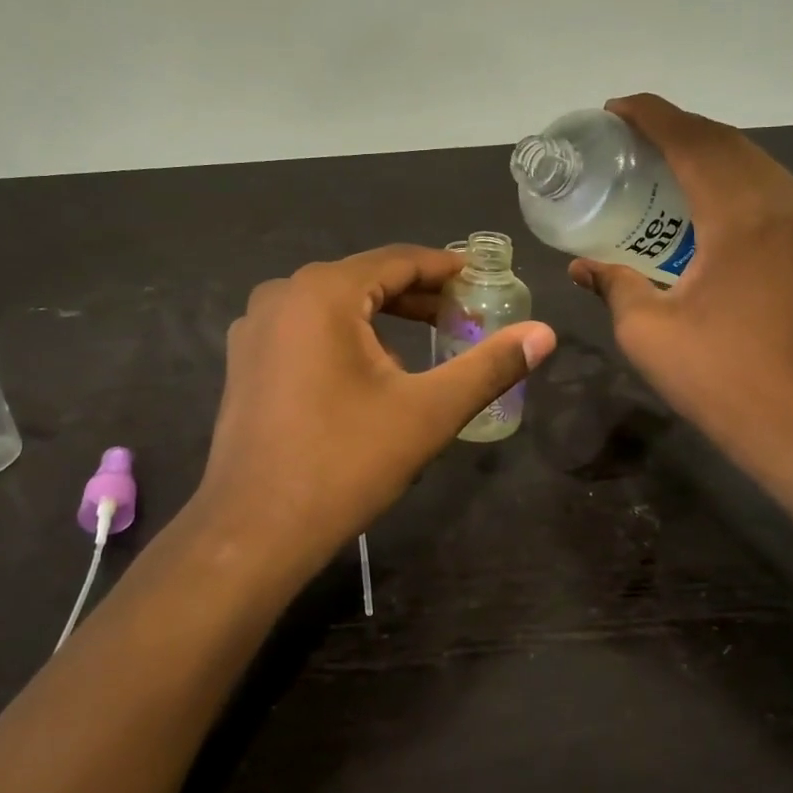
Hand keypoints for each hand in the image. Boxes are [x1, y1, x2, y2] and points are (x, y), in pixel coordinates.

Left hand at [191, 245, 556, 582]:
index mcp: (323, 291)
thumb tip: (546, 334)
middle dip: (418, 295)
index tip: (482, 279)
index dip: (445, 268)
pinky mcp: (245, 359)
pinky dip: (346, 334)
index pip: (398, 260)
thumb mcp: (428, 412)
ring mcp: (255, 327)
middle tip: (464, 314)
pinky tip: (372, 369)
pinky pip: (307, 328)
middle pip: (365, 279)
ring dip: (383, 316)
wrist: (253, 532)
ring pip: (334, 304)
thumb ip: (489, 367)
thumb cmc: (343, 463)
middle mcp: (282, 294)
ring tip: (428, 339)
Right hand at [568, 94, 792, 478]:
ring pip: (759, 163)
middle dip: (679, 127)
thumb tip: (581, 266)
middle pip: (728, 142)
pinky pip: (779, 191)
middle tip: (635, 136)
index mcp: (741, 218)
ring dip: (711, 151)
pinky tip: (715, 202)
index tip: (616, 108)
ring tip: (669, 162)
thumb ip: (611, 283)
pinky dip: (740, 179)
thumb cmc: (717, 376)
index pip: (693, 142)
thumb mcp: (645, 329)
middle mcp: (787, 205)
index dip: (652, 115)